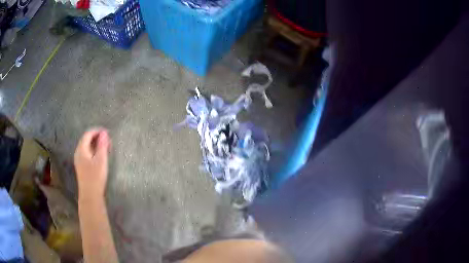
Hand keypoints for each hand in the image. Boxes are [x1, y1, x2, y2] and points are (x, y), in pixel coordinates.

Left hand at [74, 128, 110, 199]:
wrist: (90, 195)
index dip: (97, 131)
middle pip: (86, 140)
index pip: (88, 134)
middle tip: (108, 141)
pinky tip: (100, 156)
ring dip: (96, 145)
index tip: (107, 133)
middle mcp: (78, 153)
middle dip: (97, 138)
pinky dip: (94, 151)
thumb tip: (104, 133)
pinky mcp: (82, 167)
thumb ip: (102, 145)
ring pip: (87, 147)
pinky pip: (87, 154)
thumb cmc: (95, 177)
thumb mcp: (101, 160)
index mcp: (81, 149)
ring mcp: (79, 160)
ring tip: (106, 148)